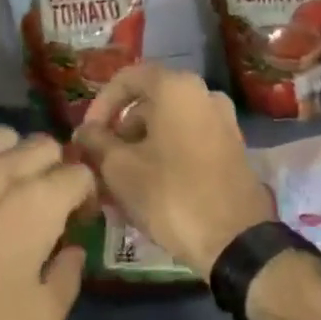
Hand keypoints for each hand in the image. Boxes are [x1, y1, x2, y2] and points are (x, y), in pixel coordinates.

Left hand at [0, 127, 91, 319]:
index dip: (86, 196)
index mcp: (36, 203)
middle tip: (48, 207)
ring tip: (7, 194)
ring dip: (14, 158)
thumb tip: (70, 250)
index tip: (78, 223)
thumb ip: (68, 277)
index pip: (79, 173)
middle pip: (42, 145)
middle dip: (55, 170)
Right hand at [72, 63, 272, 277]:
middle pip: (149, 103)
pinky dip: (164, 157)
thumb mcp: (120, 169)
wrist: (236, 241)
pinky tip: (148, 191)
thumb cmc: (171, 194)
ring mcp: (223, 121)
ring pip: (168, 126)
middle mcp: (204, 94)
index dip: (100, 104)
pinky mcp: (232, 149)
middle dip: (120, 132)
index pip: (127, 79)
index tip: (87, 135)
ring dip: (140, 149)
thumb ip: (97, 142)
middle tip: (101, 163)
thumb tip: (84, 131)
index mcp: (177, 87)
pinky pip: (188, 142)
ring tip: (119, 185)